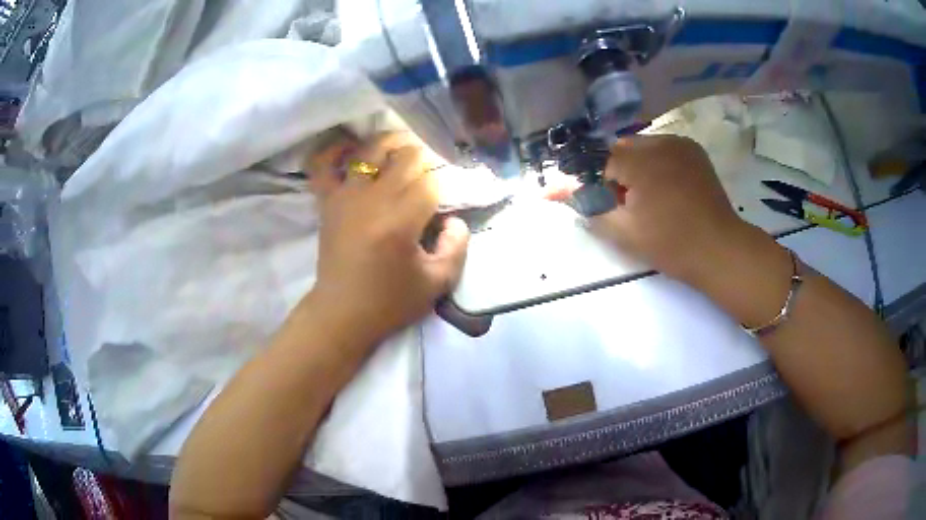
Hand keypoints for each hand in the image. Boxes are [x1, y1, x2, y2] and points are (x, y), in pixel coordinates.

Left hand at [309, 133, 469, 345]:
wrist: (341, 315)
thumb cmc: (389, 302)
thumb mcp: (437, 284)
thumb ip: (457, 247)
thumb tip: (455, 219)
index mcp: (401, 221)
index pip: (430, 183)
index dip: (444, 183)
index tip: (447, 194)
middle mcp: (372, 200)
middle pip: (405, 158)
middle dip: (424, 159)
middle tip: (431, 172)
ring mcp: (345, 197)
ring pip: (369, 150)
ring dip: (391, 143)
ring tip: (403, 148)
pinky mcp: (327, 202)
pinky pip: (323, 167)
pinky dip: (334, 152)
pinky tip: (349, 149)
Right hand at [590, 135, 749, 283]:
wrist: (720, 250)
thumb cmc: (671, 244)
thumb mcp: (624, 232)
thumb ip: (589, 207)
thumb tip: (553, 191)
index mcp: (640, 160)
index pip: (600, 161)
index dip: (593, 183)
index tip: (591, 201)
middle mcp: (659, 142)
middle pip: (621, 150)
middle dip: (615, 173)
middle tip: (623, 203)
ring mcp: (680, 143)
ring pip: (642, 147)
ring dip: (635, 166)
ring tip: (645, 196)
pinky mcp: (694, 151)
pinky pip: (663, 149)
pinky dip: (655, 163)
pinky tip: (663, 187)